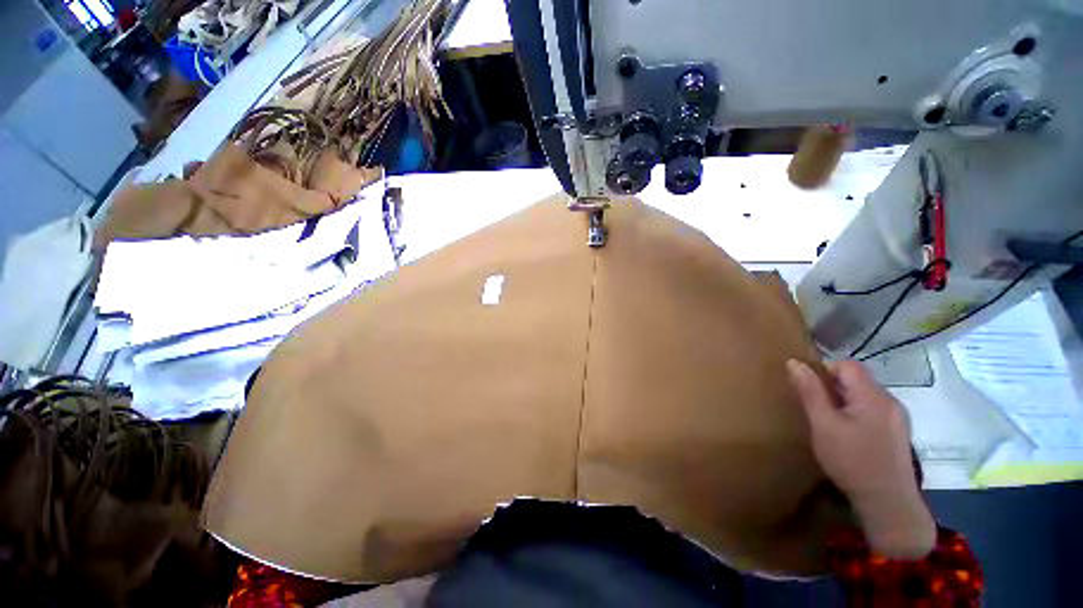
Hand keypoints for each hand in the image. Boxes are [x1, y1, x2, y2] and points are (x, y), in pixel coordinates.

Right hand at [786, 359, 935, 559]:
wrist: (888, 503)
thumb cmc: (852, 461)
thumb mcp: (823, 425)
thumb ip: (810, 392)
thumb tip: (793, 362)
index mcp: (873, 396)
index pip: (847, 365)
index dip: (824, 370)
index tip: (808, 390)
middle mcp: (890, 401)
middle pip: (857, 379)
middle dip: (832, 387)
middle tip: (816, 409)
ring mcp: (898, 417)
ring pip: (864, 394)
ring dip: (843, 400)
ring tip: (829, 423)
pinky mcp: (898, 431)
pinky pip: (873, 409)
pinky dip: (856, 412)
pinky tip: (848, 434)